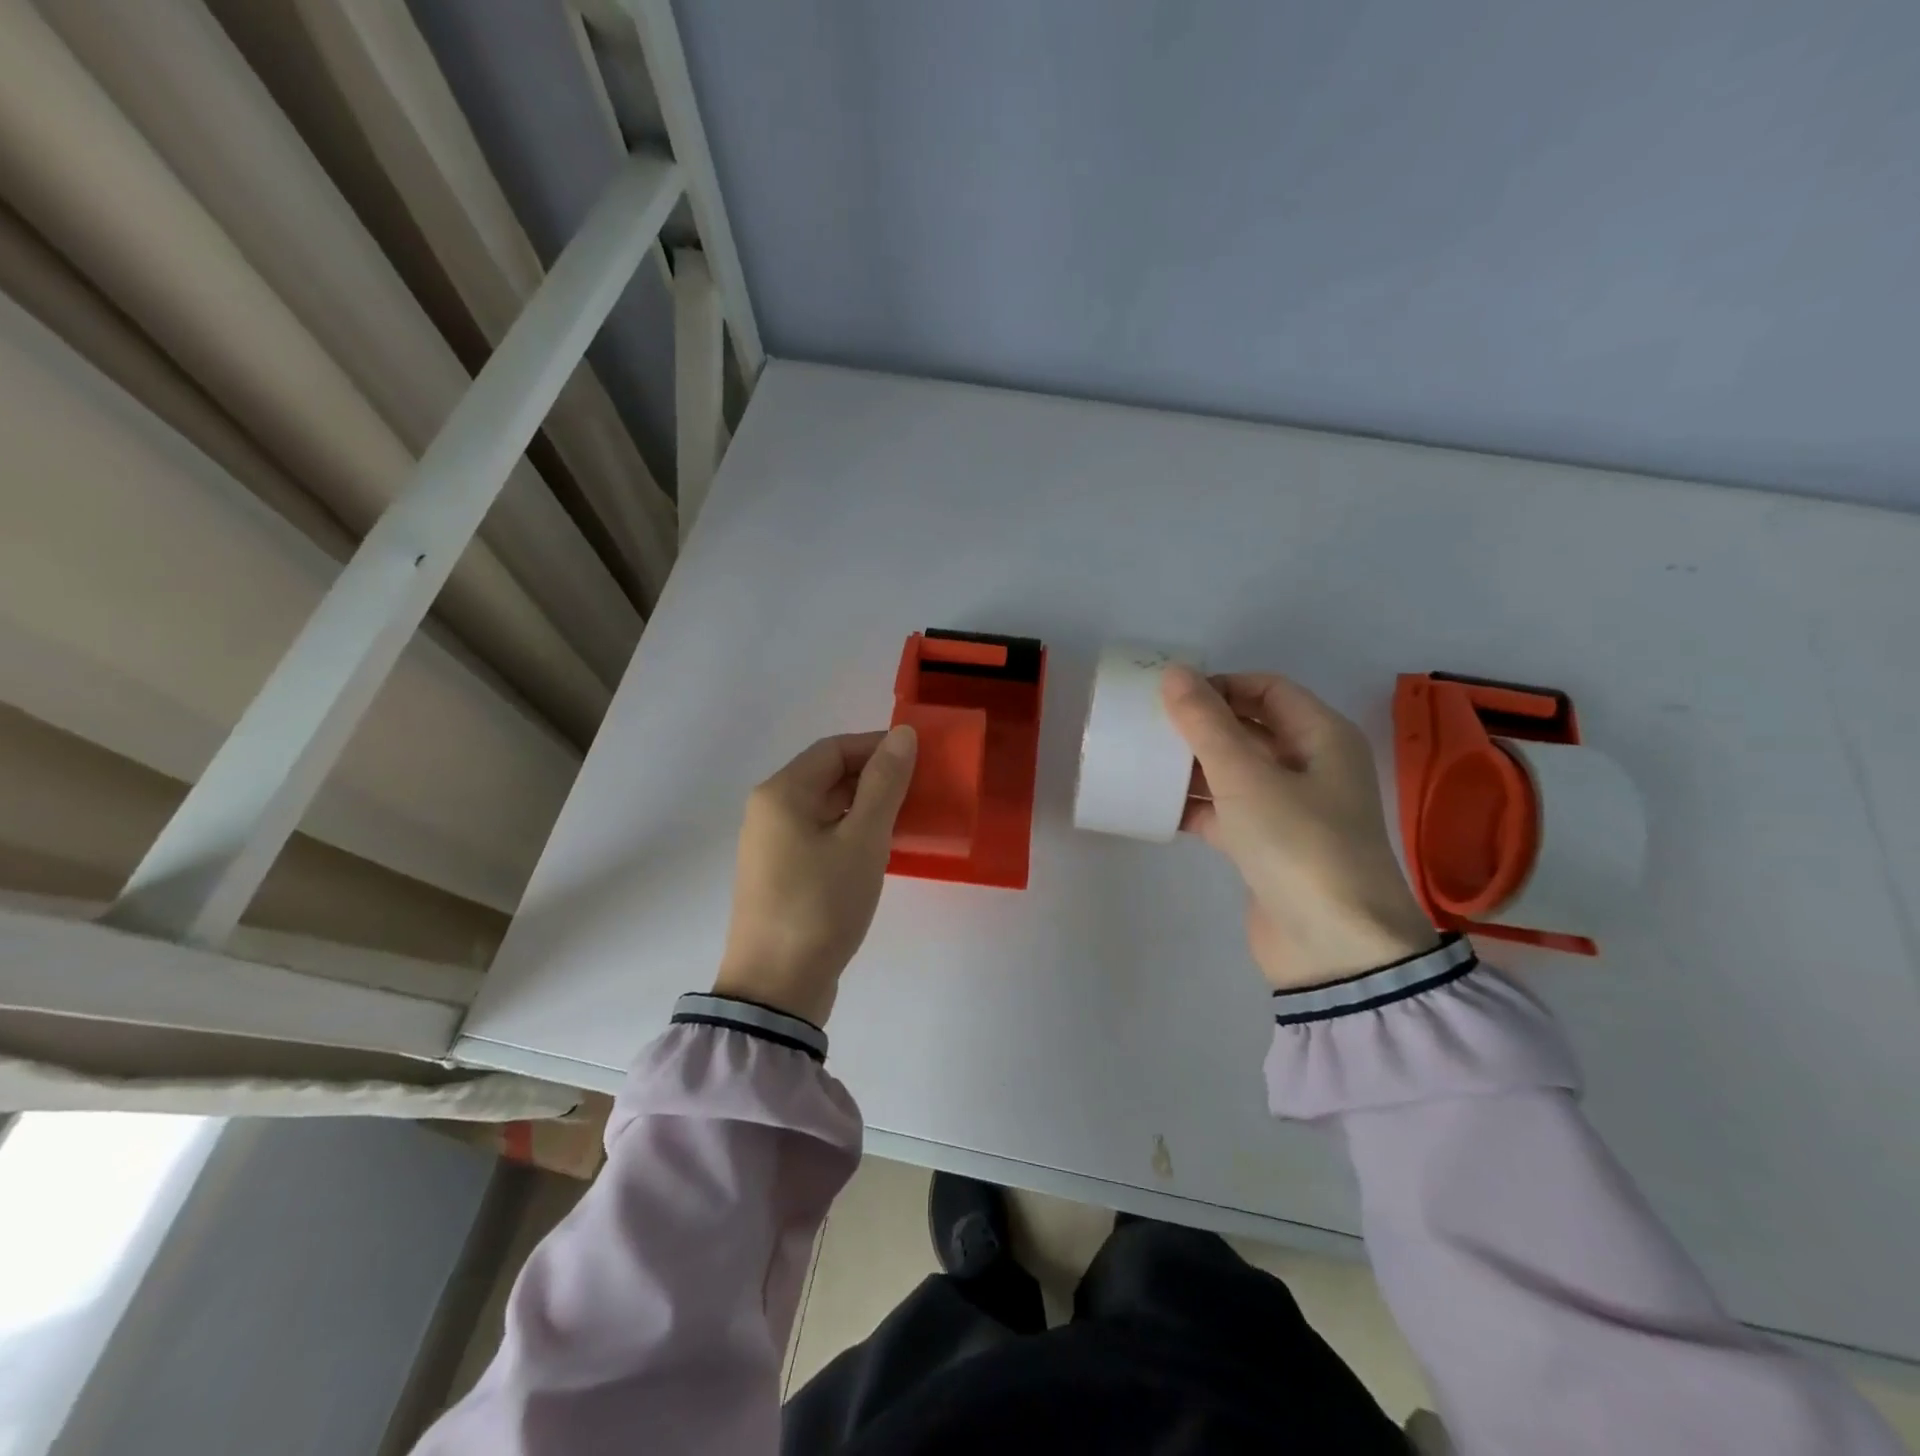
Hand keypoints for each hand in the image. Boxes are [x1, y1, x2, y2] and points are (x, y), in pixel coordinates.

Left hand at [713, 727, 917, 1024]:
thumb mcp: (863, 840)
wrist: (776, 988)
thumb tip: (902, 734)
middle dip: (875, 777)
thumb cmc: (821, 904)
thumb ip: (885, 784)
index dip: (878, 747)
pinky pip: (820, 836)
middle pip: (828, 776)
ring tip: (908, 819)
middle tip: (921, 791)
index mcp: (781, 793)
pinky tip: (879, 850)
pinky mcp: (780, 875)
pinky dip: (851, 833)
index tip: (921, 760)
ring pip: (826, 808)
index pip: (835, 749)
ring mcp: (771, 845)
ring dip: (866, 806)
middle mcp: (769, 811)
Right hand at [1161, 665, 1437, 989]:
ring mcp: (1289, 809)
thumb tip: (1174, 672)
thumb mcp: (1247, 777)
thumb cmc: (1298, 844)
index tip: (1170, 695)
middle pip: (1249, 729)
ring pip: (1234, 772)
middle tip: (1149, 725)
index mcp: (1322, 737)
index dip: (1220, 685)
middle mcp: (1310, 767)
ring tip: (1143, 760)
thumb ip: (1206, 723)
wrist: (1333, 948)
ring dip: (1193, 766)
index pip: (1267, 689)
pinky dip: (1196, 807)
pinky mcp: (1267, 847)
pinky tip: (1156, 807)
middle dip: (1201, 725)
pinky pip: (1226, 812)